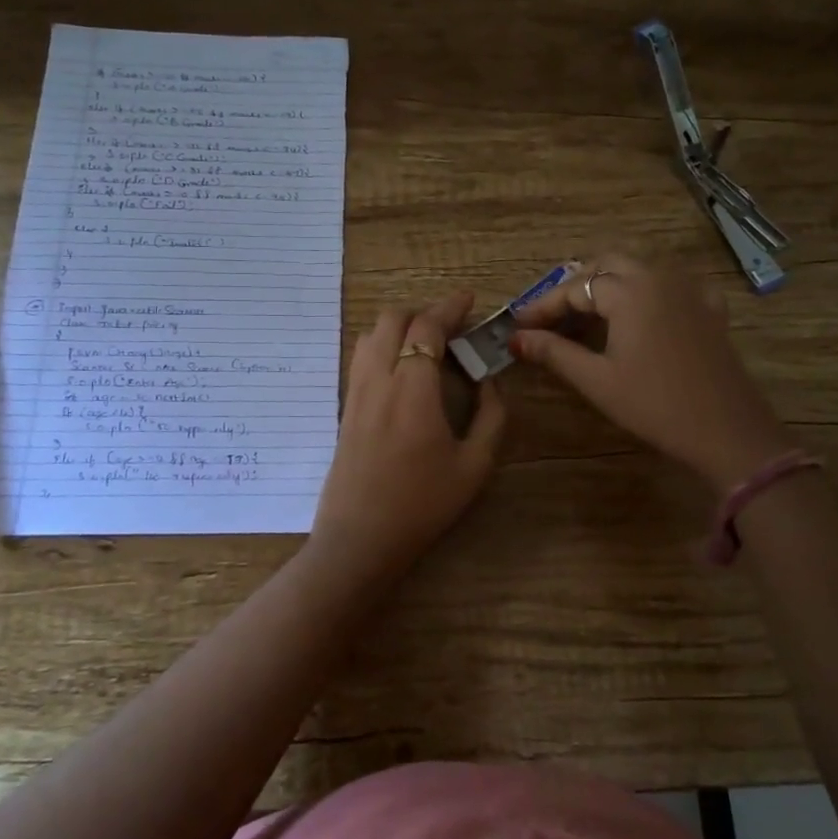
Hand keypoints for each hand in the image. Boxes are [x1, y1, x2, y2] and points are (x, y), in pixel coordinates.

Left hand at [310, 292, 506, 574]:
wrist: (360, 539)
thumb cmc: (423, 505)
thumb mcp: (475, 466)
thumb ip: (491, 416)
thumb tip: (490, 381)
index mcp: (413, 389)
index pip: (427, 327)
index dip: (449, 307)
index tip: (469, 299)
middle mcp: (378, 379)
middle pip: (392, 319)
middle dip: (423, 311)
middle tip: (451, 325)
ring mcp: (356, 392)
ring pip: (371, 334)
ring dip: (399, 325)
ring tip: (427, 342)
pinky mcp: (345, 408)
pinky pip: (361, 357)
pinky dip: (382, 344)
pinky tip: (401, 367)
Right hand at [509, 254, 791, 490]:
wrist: (727, 431)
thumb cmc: (654, 405)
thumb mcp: (597, 380)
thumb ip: (554, 352)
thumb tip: (517, 338)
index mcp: (630, 291)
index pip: (575, 288)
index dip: (544, 306)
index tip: (519, 324)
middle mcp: (660, 277)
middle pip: (608, 264)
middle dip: (576, 284)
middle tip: (552, 314)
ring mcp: (689, 290)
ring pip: (641, 267)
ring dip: (610, 281)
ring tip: (587, 310)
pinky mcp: (709, 308)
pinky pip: (671, 282)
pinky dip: (647, 288)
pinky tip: (641, 311)